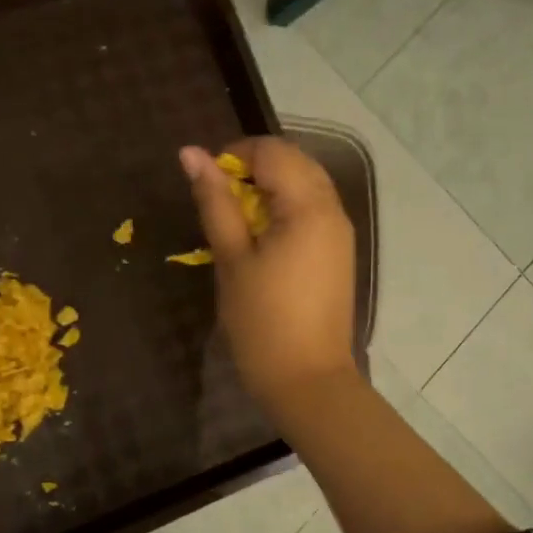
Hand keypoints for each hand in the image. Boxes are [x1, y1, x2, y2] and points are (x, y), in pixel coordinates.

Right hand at [182, 137, 356, 411]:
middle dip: (253, 170)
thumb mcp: (232, 260)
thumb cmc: (262, 323)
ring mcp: (341, 233)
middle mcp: (333, 210)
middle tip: (219, 204)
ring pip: (305, 186)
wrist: (307, 381)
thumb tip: (191, 153)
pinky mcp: (339, 255)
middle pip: (293, 163)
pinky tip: (262, 241)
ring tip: (237, 224)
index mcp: (309, 206)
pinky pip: (313, 212)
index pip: (273, 151)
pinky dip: (285, 211)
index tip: (206, 185)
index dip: (234, 155)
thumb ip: (215, 203)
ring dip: (269, 191)